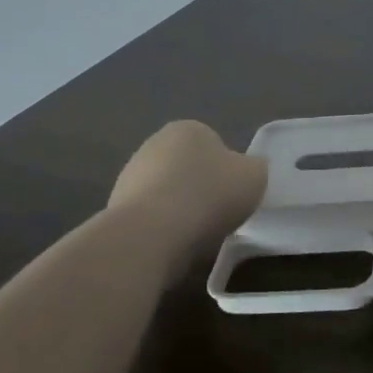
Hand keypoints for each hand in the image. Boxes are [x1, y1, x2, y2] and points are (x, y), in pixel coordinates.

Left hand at [107, 121, 266, 266]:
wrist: (152, 233)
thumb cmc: (209, 195)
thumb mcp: (255, 177)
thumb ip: (256, 168)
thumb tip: (249, 170)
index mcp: (189, 128)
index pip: (216, 145)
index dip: (229, 171)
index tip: (235, 195)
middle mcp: (155, 143)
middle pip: (190, 168)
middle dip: (203, 189)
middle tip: (219, 215)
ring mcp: (130, 175)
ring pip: (169, 193)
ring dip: (182, 209)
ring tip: (197, 235)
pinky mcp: (116, 207)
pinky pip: (152, 216)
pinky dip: (163, 228)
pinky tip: (173, 244)